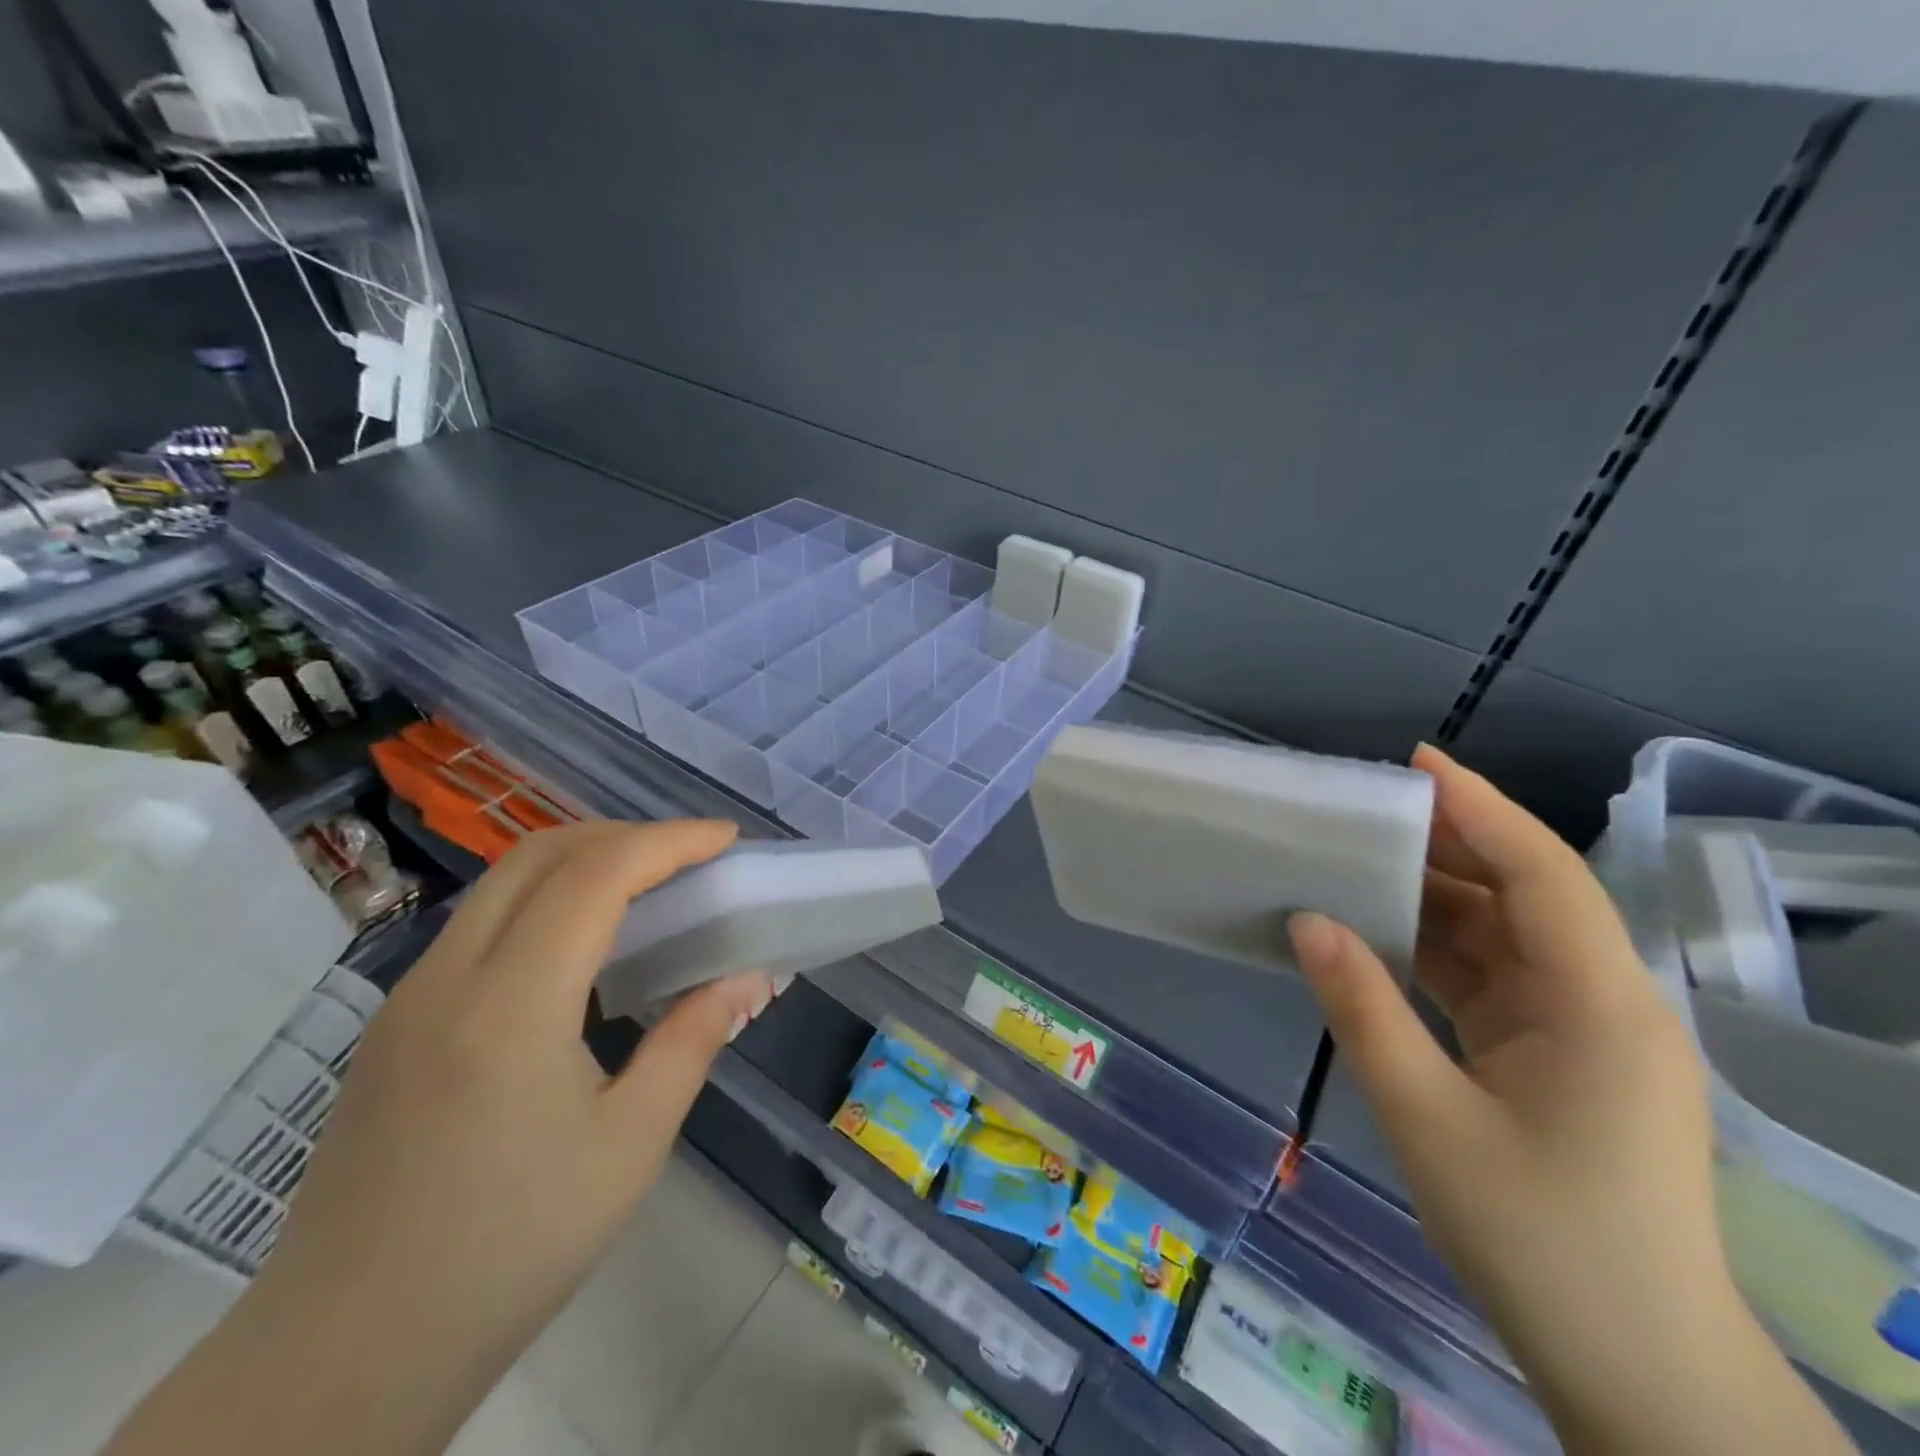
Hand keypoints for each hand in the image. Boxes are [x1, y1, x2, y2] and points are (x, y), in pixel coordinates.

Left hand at [109, 819, 780, 1455]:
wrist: (347, 1355)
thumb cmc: (511, 1247)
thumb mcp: (631, 1143)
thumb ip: (693, 1039)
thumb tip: (750, 976)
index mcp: (511, 1003)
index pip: (597, 874)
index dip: (670, 841)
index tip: (727, 839)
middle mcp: (449, 976)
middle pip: (540, 853)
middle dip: (626, 835)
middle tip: (691, 857)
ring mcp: (410, 996)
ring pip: (503, 881)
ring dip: (582, 860)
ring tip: (648, 887)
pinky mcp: (396, 1023)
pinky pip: (480, 922)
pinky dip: (545, 898)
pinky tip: (581, 945)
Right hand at [1287, 746, 1851, 1455]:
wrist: (1635, 1372)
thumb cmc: (1540, 1241)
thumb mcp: (1429, 1118)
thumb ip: (1363, 1009)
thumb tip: (1306, 921)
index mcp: (1600, 1006)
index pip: (1542, 875)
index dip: (1480, 810)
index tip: (1416, 764)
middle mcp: (1603, 1003)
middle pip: (1524, 896)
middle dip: (1447, 847)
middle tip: (1364, 813)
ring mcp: (1583, 1032)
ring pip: (1503, 937)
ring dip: (1433, 902)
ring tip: (1355, 865)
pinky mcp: (1557, 1058)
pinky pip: (1491, 979)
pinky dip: (1435, 952)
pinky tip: (1378, 938)